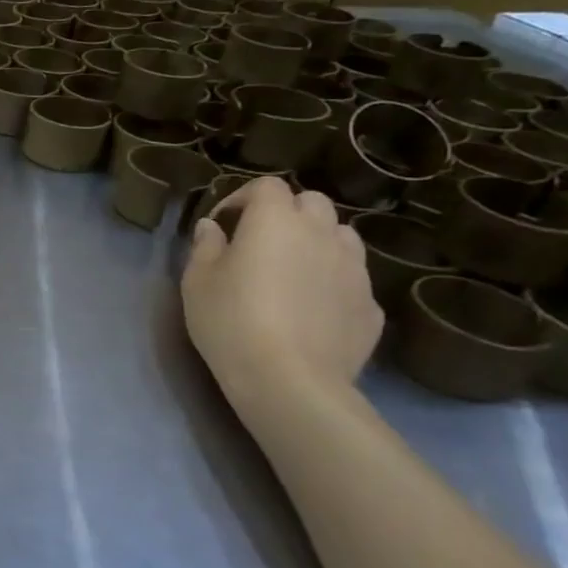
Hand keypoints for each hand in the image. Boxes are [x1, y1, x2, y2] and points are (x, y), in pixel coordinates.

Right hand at [180, 176, 382, 409]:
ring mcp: (354, 268)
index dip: (243, 198)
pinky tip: (312, 309)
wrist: (290, 380)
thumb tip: (212, 227)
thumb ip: (205, 246)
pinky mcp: (370, 304)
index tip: (223, 224)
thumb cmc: (231, 321)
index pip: (266, 186)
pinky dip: (332, 282)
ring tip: (292, 271)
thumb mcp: (197, 282)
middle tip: (260, 242)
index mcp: (275, 220)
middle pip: (311, 202)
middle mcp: (321, 233)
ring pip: (339, 236)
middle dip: (286, 213)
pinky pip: (351, 279)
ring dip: (316, 242)